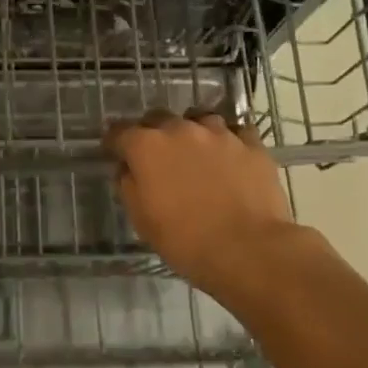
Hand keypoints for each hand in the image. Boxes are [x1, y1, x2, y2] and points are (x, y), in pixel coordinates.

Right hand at [105, 113, 296, 300]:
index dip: (116, 143)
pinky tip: (230, 158)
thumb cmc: (185, 240)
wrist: (247, 249)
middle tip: (158, 159)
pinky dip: (229, 141)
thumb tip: (128, 170)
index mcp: (147, 147)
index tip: (117, 153)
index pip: (120, 132)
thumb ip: (129, 186)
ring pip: (199, 120)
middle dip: (153, 134)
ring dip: (192, 134)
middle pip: (158, 119)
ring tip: (197, 156)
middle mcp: (180, 129)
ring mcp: (219, 133)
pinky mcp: (251, 144)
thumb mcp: (142, 220)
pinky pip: (235, 132)